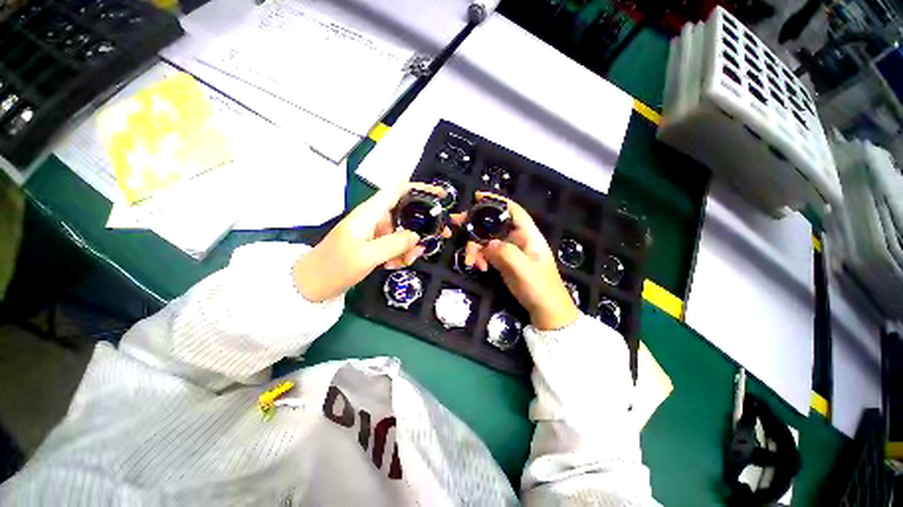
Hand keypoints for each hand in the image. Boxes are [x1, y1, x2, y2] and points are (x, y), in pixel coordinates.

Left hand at [294, 183, 449, 301]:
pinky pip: (395, 245)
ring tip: (407, 261)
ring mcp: (374, 232)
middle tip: (437, 239)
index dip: (420, 188)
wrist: (312, 285)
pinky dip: (400, 254)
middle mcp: (374, 218)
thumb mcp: (367, 256)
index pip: (398, 189)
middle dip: (422, 226)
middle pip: (406, 212)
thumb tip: (417, 236)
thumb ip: (395, 244)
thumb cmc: (335, 267)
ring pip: (403, 232)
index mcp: (370, 213)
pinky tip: (393, 266)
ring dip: (410, 246)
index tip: (441, 196)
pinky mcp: (374, 245)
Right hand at [453, 192, 577, 330]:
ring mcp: (509, 250)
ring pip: (486, 240)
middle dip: (475, 224)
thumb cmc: (540, 287)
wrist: (545, 310)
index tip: (477, 196)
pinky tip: (479, 268)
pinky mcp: (503, 261)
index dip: (496, 201)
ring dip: (474, 248)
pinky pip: (486, 253)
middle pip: (493, 223)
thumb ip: (506, 253)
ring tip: (471, 262)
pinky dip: (479, 258)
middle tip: (455, 224)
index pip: (513, 210)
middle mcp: (517, 238)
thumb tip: (487, 244)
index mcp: (528, 235)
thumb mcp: (524, 270)